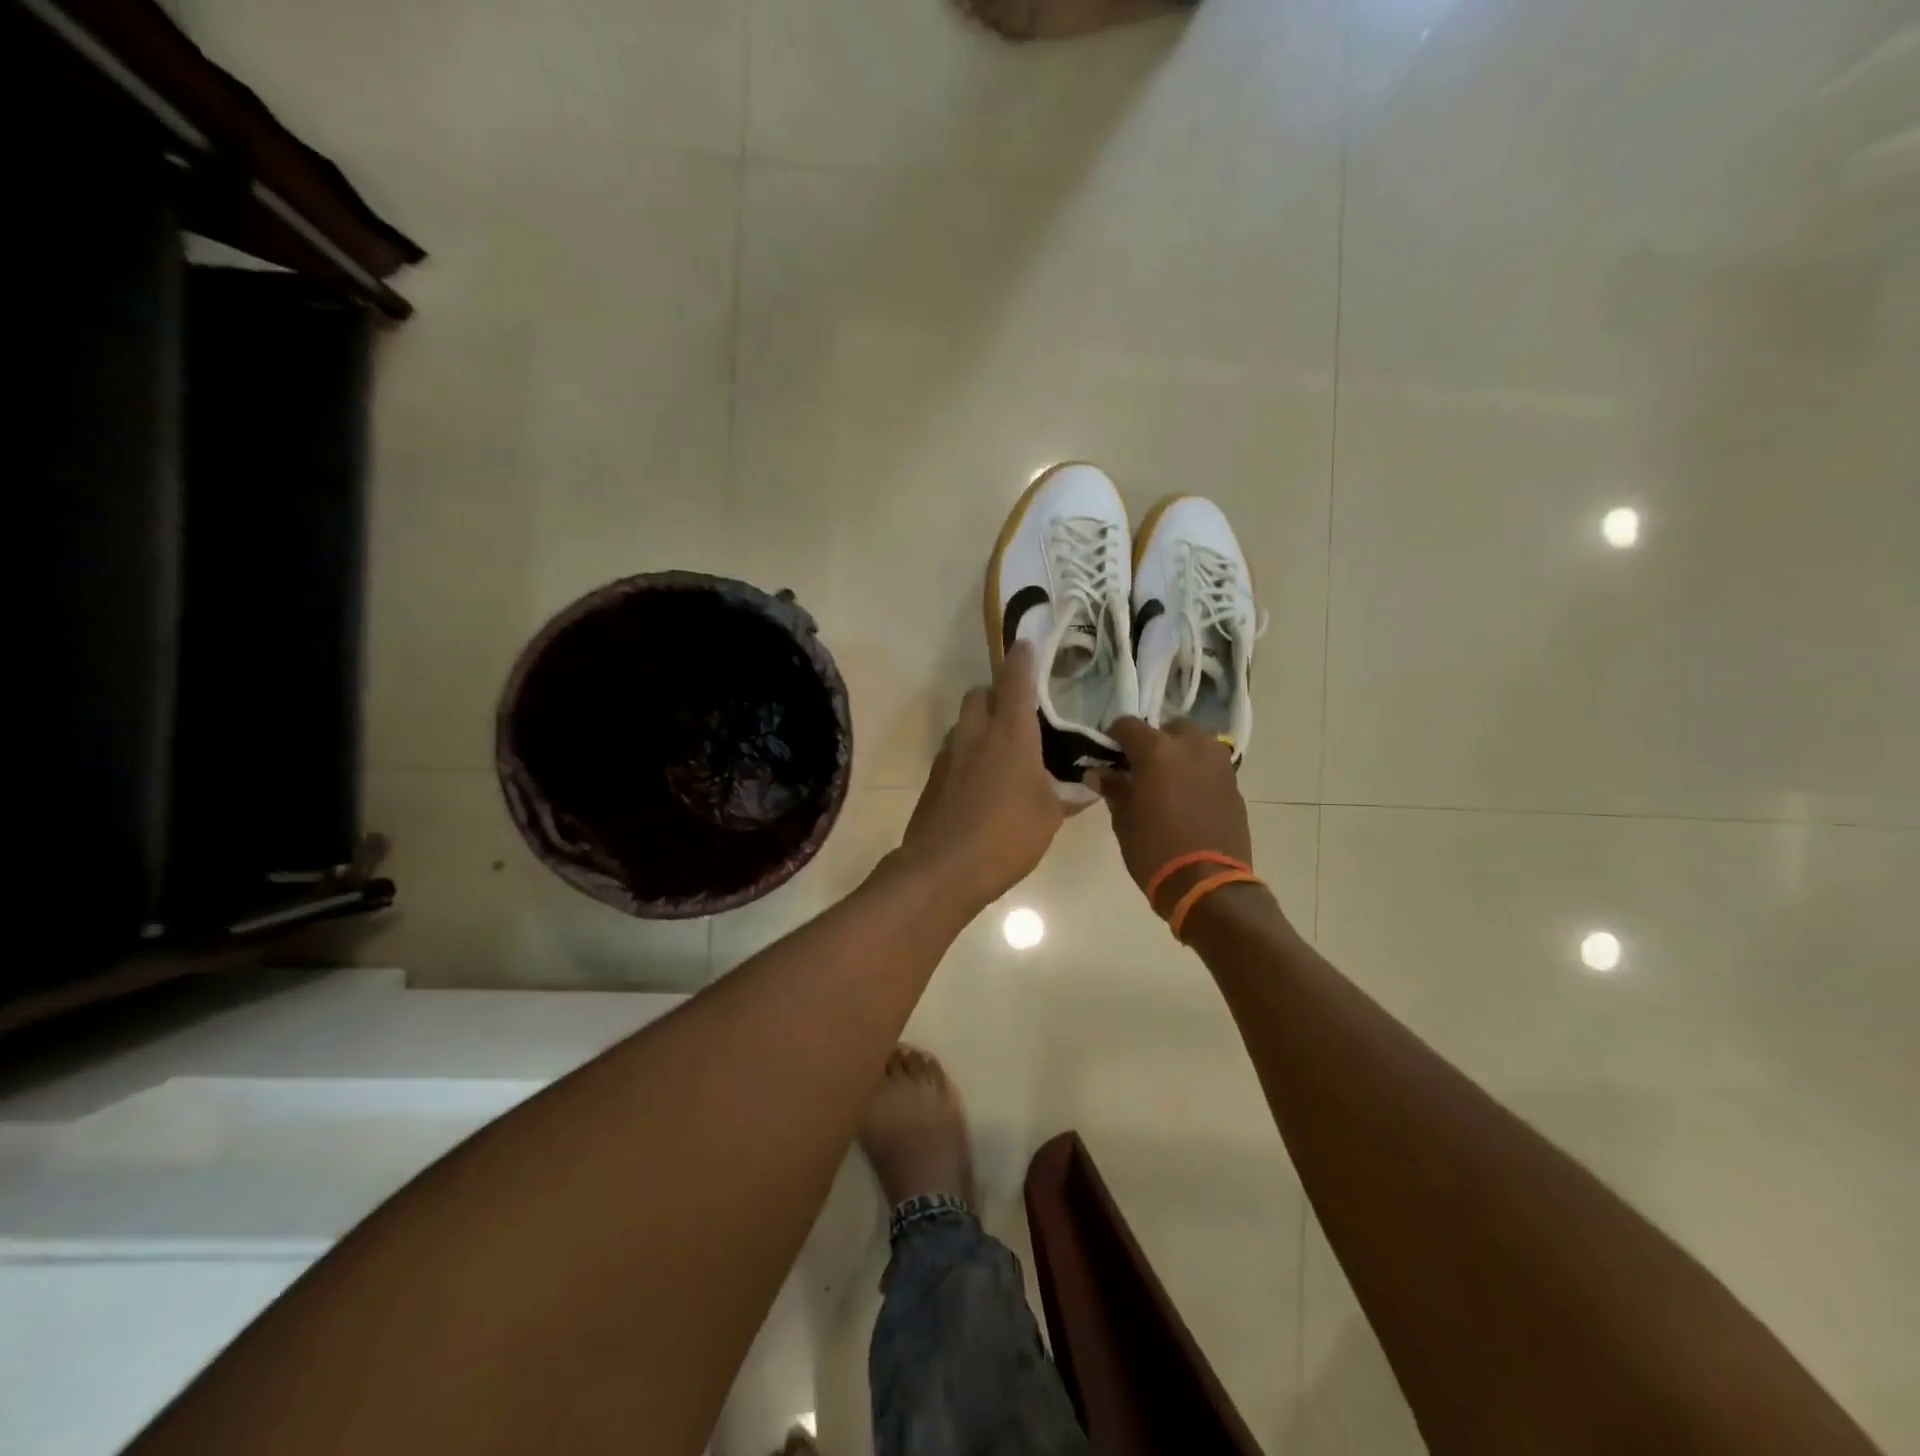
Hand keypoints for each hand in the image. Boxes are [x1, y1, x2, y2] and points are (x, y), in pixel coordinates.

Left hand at [894, 641, 1064, 911]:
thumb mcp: (1049, 816)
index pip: (1016, 682)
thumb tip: (1087, 789)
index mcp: (1010, 734)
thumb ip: (1067, 796)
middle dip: (996, 693)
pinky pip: (952, 752)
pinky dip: (967, 754)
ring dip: (980, 725)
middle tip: (1017, 713)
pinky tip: (981, 783)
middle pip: (979, 694)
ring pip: (963, 723)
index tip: (1026, 644)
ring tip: (1002, 752)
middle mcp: (975, 734)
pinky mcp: (933, 779)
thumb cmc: (1007, 835)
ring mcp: (948, 755)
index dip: (1023, 660)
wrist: (943, 867)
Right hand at [1089, 717, 1252, 901]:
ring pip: (1196, 743)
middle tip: (1141, 767)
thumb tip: (1099, 773)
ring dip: (1180, 753)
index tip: (1109, 754)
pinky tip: (1188, 798)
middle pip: (1170, 727)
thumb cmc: (1154, 851)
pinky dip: (1198, 773)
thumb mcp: (1124, 820)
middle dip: (1154, 741)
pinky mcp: (1234, 785)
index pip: (1128, 725)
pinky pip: (1211, 767)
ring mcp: (1218, 764)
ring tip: (1167, 780)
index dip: (1115, 737)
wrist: (1207, 884)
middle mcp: (1191, 747)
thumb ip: (1113, 788)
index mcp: (1157, 751)